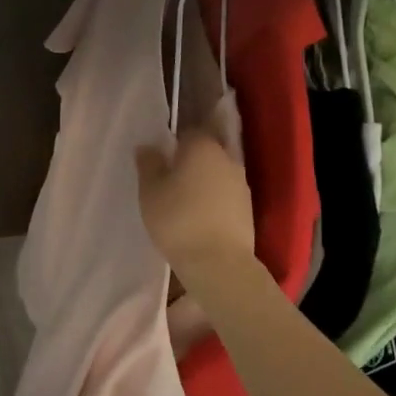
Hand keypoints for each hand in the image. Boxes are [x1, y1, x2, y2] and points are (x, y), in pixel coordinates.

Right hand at [135, 129, 256, 279]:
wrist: (218, 262)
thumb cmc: (177, 219)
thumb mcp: (150, 192)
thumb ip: (149, 165)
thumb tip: (147, 146)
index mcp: (202, 147)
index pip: (188, 132)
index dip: (174, 143)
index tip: (161, 160)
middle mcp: (227, 158)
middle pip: (206, 152)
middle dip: (190, 162)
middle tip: (169, 181)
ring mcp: (242, 184)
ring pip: (217, 174)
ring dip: (203, 182)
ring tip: (184, 202)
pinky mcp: (248, 209)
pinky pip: (226, 195)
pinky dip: (214, 201)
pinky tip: (200, 217)